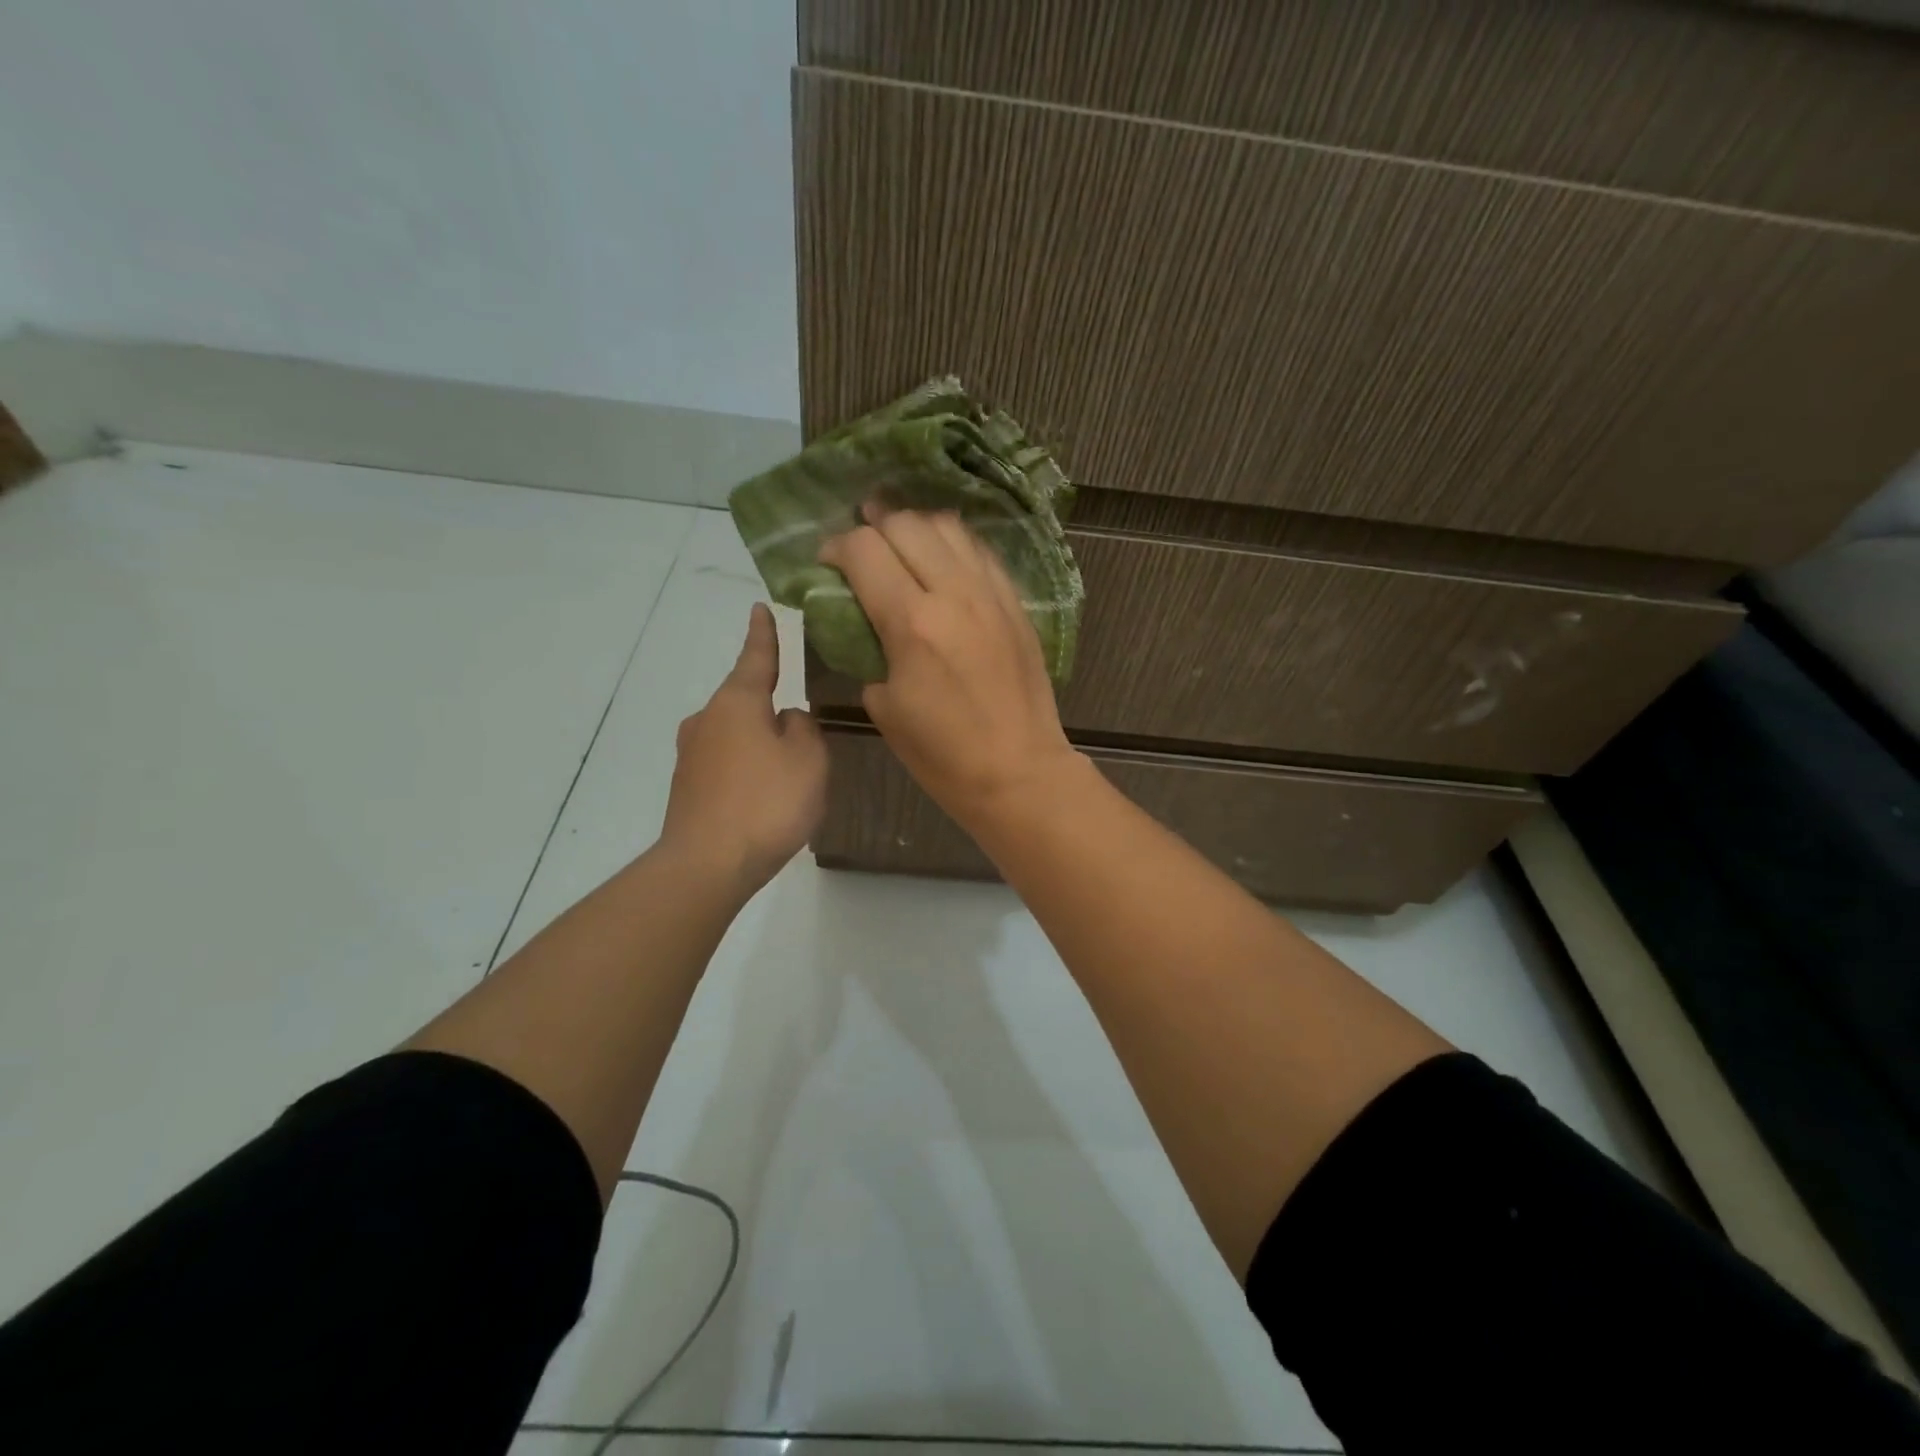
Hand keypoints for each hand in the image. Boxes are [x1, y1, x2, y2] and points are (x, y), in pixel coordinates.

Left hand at [660, 603, 827, 896]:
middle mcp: (707, 719)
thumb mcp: (808, 758)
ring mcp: (691, 754)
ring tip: (788, 776)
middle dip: (770, 707)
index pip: (756, 657)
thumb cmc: (767, 801)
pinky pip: (726, 765)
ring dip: (760, 744)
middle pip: (745, 701)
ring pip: (736, 736)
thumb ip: (804, 728)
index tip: (760, 608)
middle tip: (801, 732)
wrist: (707, 864)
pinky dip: (747, 771)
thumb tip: (786, 719)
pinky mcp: (686, 787)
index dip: (763, 634)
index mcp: (737, 702)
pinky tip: (763, 799)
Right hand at [818, 505, 1079, 831]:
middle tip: (861, 548)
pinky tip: (942, 559)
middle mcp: (954, 593)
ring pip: (948, 527)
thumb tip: (865, 622)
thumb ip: (868, 650)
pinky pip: (980, 551)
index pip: (864, 549)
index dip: (836, 547)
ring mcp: (991, 594)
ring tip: (899, 542)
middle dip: (873, 526)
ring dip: (915, 527)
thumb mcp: (884, 706)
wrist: (1018, 772)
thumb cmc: (942, 754)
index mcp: (911, 622)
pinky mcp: (1016, 603)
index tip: (827, 563)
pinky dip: (953, 545)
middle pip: (905, 524)